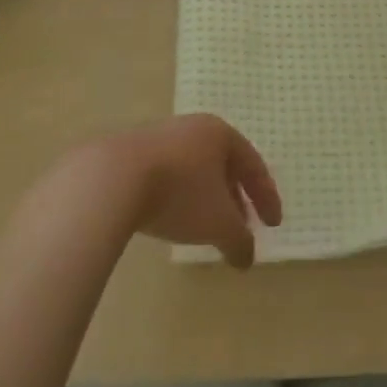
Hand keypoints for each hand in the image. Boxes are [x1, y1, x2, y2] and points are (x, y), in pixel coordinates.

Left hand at [92, 115, 282, 268]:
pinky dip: (179, 196)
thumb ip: (239, 240)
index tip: (273, 225)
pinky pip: (168, 174)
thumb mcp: (218, 223)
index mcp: (220, 134)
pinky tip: (172, 218)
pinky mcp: (132, 152)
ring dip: (207, 199)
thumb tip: (247, 258)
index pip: (253, 164)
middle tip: (242, 227)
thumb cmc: (179, 193)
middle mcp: (193, 128)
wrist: (112, 178)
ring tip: (207, 228)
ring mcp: (160, 137)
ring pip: (194, 170)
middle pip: (224, 164)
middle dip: (236, 198)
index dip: (267, 196)